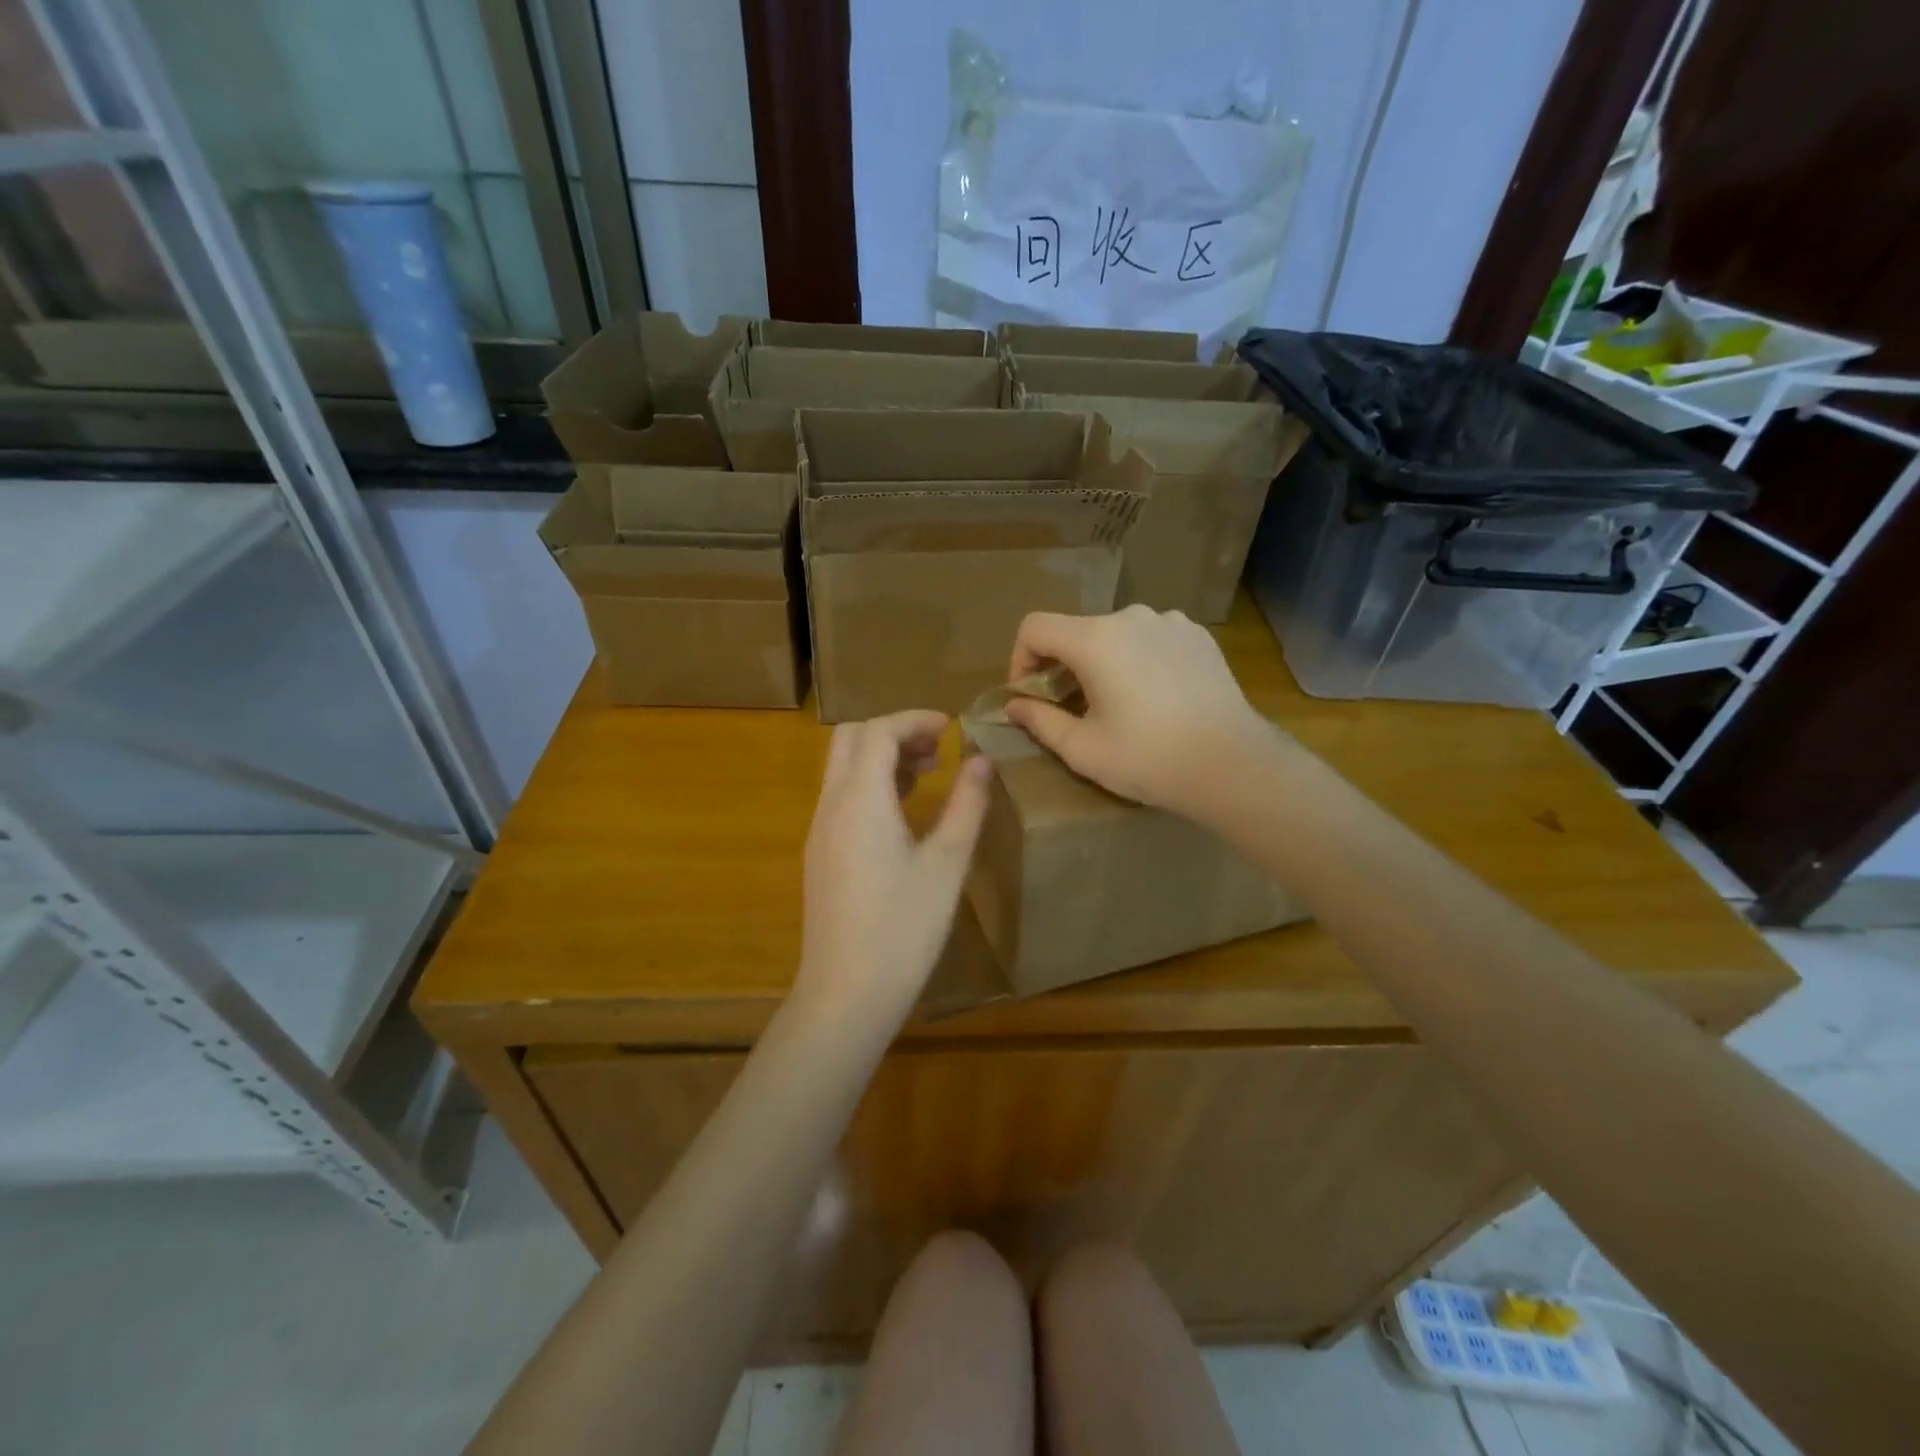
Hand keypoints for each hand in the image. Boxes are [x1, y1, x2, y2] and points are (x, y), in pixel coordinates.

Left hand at [794, 711, 992, 1023]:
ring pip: (842, 768)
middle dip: (893, 731)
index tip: (952, 727)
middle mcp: (831, 806)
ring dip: (881, 757)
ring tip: (928, 774)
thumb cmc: (903, 928)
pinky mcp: (820, 855)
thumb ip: (966, 806)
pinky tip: (903, 812)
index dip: (914, 719)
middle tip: (937, 749)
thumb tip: (982, 762)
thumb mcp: (946, 864)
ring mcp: (819, 831)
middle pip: (850, 739)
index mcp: (859, 800)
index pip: (877, 731)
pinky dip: (870, 784)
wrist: (846, 993)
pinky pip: (841, 797)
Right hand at [1005, 605, 1278, 813]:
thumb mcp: (1082, 749)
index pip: (1035, 627)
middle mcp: (1130, 617)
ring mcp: (1170, 622)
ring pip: (1115, 634)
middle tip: (1072, 710)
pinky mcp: (1198, 635)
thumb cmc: (1148, 759)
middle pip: (1076, 631)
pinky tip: (1155, 697)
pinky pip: (1151, 638)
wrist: (1233, 765)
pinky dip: (1139, 659)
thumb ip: (1039, 721)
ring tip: (1117, 704)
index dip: (1021, 659)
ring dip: (1102, 662)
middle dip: (1063, 667)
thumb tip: (1014, 706)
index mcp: (1095, 640)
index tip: (1031, 696)